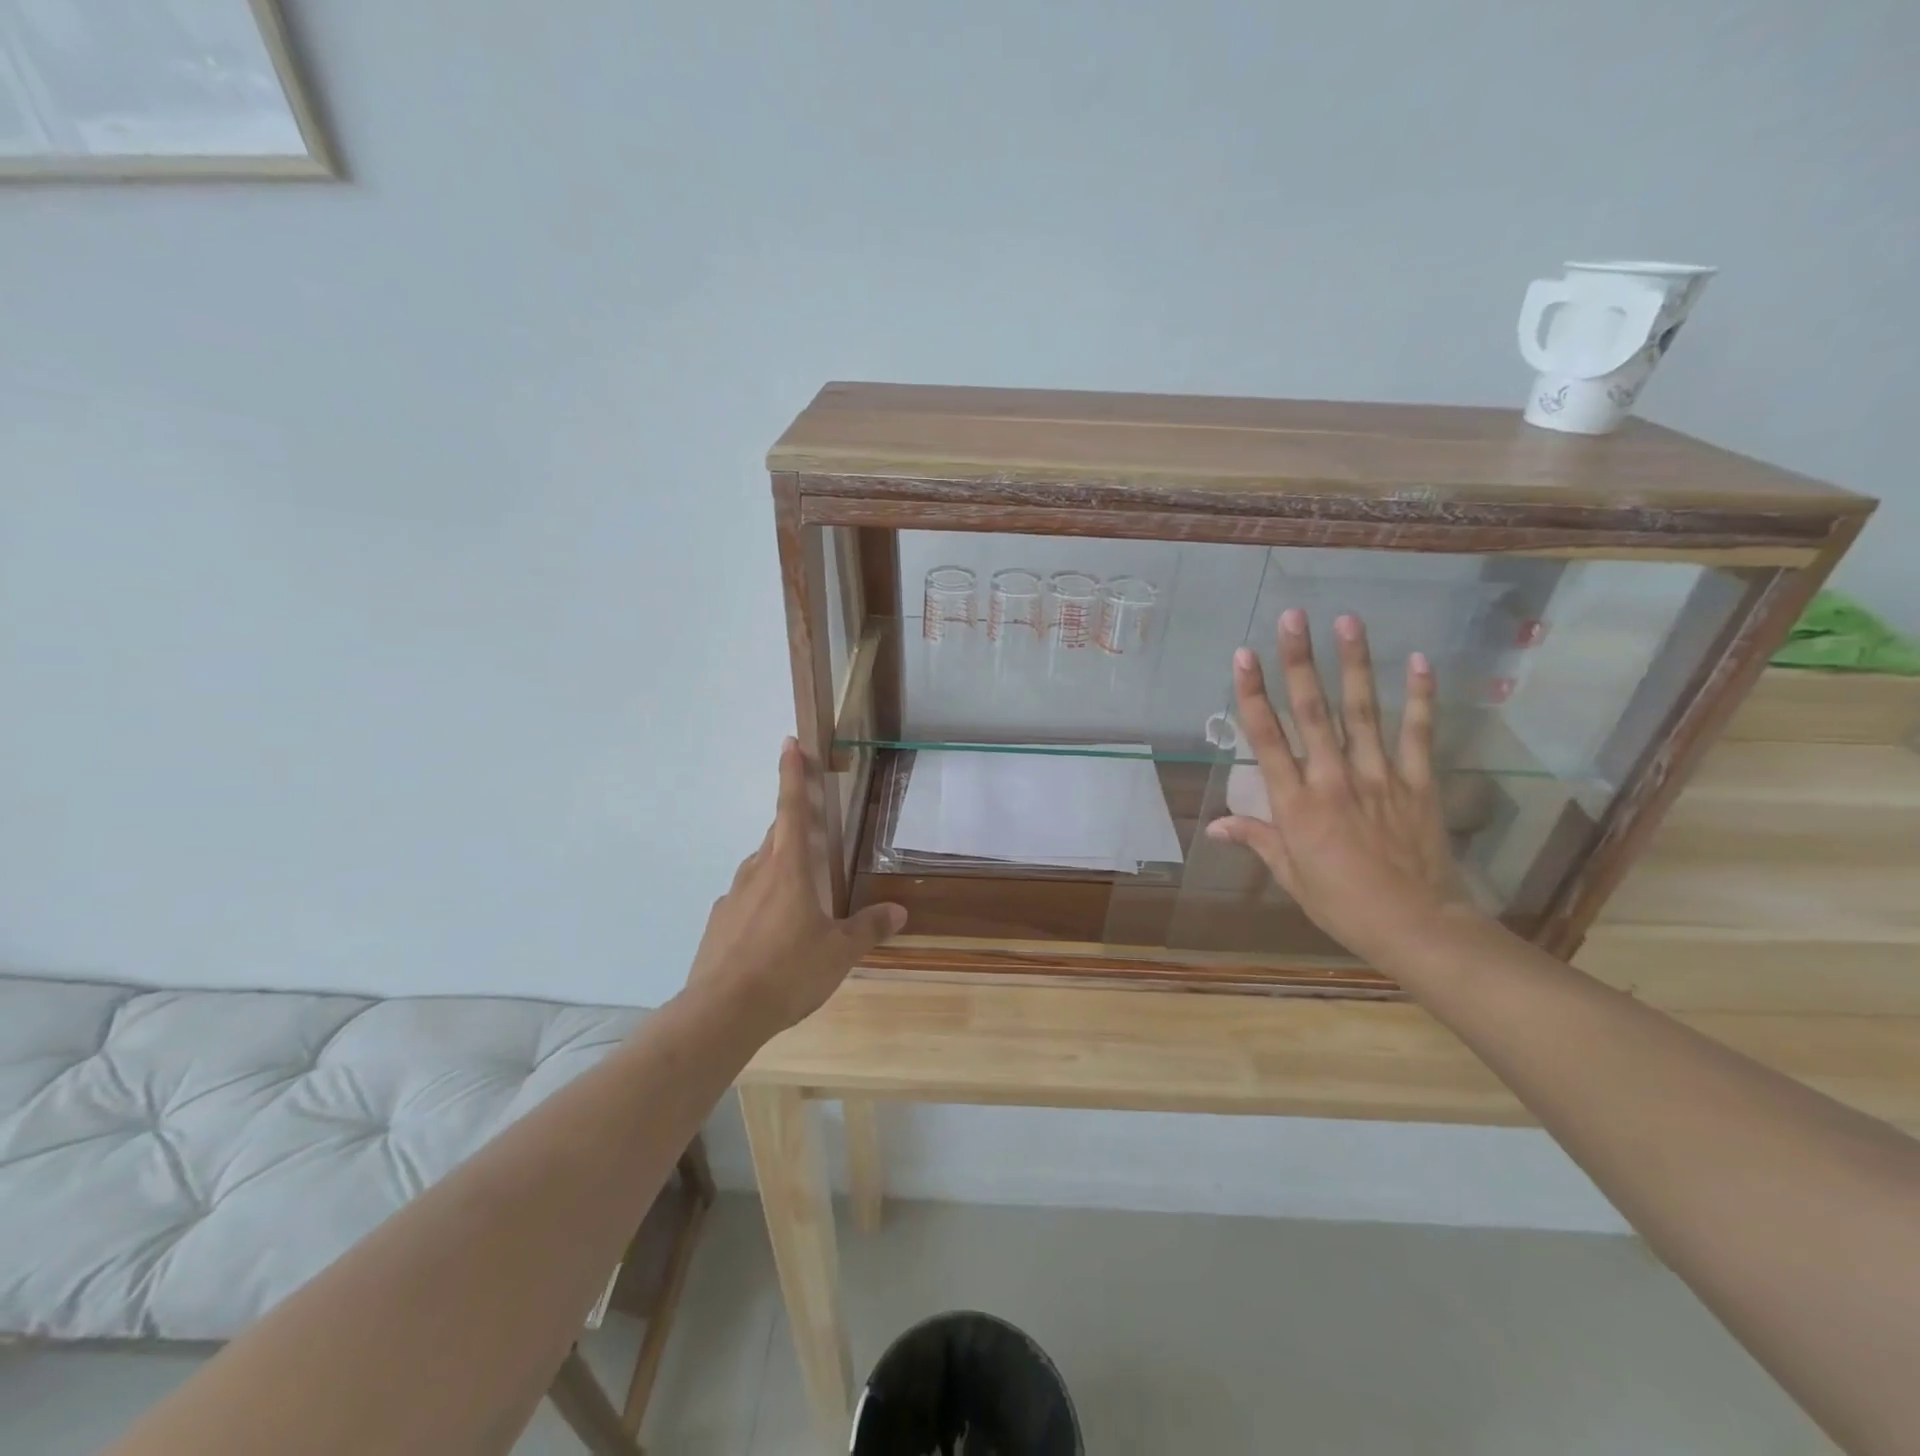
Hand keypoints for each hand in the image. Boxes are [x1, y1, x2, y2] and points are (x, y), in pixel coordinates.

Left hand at [685, 738, 906, 1034]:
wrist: (721, 1013)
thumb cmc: (788, 971)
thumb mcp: (839, 953)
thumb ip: (868, 928)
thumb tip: (899, 912)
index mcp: (789, 870)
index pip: (792, 810)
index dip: (792, 775)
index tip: (789, 743)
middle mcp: (757, 874)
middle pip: (777, 837)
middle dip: (794, 823)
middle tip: (812, 826)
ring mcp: (733, 898)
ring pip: (760, 869)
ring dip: (779, 866)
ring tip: (800, 892)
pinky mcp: (718, 923)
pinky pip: (746, 900)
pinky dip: (762, 902)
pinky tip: (772, 932)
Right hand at [1206, 610, 1480, 963]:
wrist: (1417, 927)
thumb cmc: (1342, 904)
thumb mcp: (1290, 876)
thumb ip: (1257, 839)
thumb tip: (1214, 826)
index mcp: (1295, 803)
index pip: (1267, 738)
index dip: (1252, 694)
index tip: (1243, 656)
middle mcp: (1333, 779)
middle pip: (1312, 711)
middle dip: (1299, 661)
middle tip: (1292, 618)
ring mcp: (1379, 777)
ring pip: (1362, 711)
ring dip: (1354, 664)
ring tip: (1347, 621)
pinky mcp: (1417, 783)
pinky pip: (1417, 734)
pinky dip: (1421, 697)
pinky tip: (1419, 660)